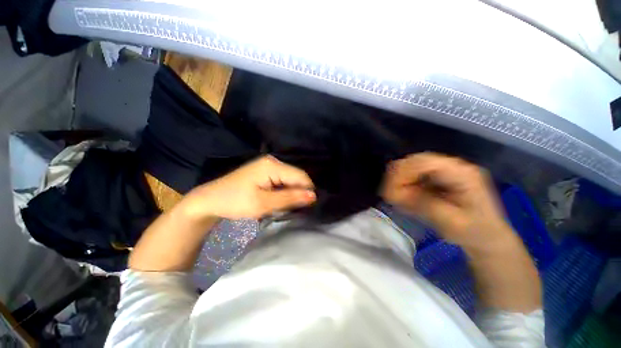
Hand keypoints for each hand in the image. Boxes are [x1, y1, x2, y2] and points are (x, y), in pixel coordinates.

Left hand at [182, 156, 315, 218]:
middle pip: (296, 177)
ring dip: (290, 194)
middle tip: (293, 209)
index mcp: (273, 165)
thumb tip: (313, 196)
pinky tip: (278, 201)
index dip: (307, 191)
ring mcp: (269, 166)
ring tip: (285, 206)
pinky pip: (282, 181)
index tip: (306, 207)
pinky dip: (283, 192)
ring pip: (290, 180)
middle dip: (297, 193)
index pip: (301, 176)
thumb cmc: (235, 202)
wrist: (210, 200)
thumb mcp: (263, 203)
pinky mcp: (265, 172)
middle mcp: (273, 161)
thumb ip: (289, 198)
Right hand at [381, 152, 513, 251]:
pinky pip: (415, 175)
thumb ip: (424, 205)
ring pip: (413, 166)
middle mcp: (453, 166)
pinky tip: (404, 196)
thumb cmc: (474, 232)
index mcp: (462, 173)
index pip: (424, 162)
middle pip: (416, 161)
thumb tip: (396, 193)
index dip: (403, 173)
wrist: (488, 238)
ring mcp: (446, 171)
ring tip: (396, 197)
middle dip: (399, 176)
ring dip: (401, 180)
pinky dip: (405, 184)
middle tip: (389, 194)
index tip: (391, 190)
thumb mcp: (451, 222)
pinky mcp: (439, 177)